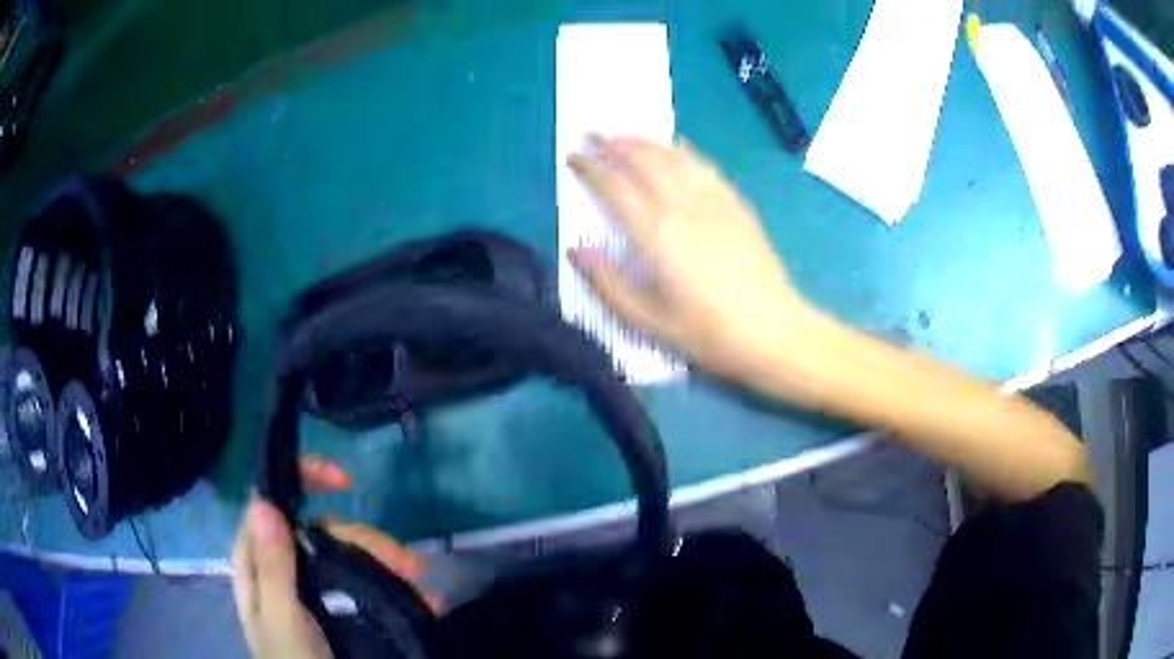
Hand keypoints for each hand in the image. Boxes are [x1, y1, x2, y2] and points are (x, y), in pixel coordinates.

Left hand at [231, 457, 427, 658]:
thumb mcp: (281, 618)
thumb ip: (272, 567)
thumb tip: (264, 502)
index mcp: (258, 562)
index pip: (270, 503)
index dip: (302, 480)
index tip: (344, 481)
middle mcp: (283, 568)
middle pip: (320, 531)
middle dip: (364, 539)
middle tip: (408, 562)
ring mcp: (312, 589)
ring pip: (346, 556)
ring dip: (386, 563)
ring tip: (423, 584)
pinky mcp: (337, 609)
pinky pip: (365, 585)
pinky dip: (395, 587)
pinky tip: (423, 600)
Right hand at [567, 136, 815, 379]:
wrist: (772, 331)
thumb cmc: (707, 332)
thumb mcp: (648, 321)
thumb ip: (608, 283)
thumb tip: (576, 249)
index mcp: (657, 235)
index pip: (614, 189)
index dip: (590, 169)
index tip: (573, 157)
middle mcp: (683, 207)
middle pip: (643, 162)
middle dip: (614, 144)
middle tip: (593, 135)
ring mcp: (714, 203)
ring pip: (674, 158)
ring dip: (645, 142)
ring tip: (624, 136)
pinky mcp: (736, 206)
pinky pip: (705, 167)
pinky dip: (684, 151)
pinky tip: (676, 146)